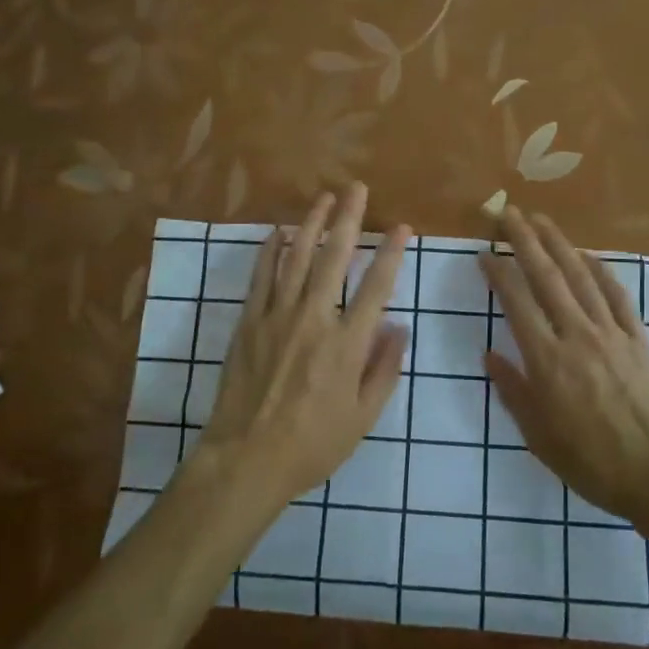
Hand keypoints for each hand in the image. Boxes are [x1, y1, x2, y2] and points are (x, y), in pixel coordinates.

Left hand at [196, 185, 410, 516]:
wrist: (246, 460)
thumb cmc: (312, 444)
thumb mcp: (362, 417)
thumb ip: (384, 369)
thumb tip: (398, 327)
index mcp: (347, 344)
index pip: (376, 287)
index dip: (391, 253)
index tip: (402, 226)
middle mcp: (314, 319)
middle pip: (335, 258)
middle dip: (348, 219)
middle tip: (356, 188)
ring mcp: (277, 317)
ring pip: (297, 258)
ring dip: (311, 224)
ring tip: (323, 197)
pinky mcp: (249, 322)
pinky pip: (261, 277)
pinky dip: (270, 251)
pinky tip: (278, 232)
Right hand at [478, 206, 648, 528]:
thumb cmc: (593, 463)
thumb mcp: (540, 438)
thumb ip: (513, 391)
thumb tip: (490, 354)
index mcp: (548, 361)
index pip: (517, 304)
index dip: (499, 274)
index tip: (484, 253)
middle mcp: (577, 336)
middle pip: (548, 278)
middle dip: (526, 242)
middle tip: (510, 214)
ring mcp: (612, 333)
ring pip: (581, 278)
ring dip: (560, 245)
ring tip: (542, 221)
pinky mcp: (639, 339)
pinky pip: (617, 296)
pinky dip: (601, 271)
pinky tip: (588, 256)